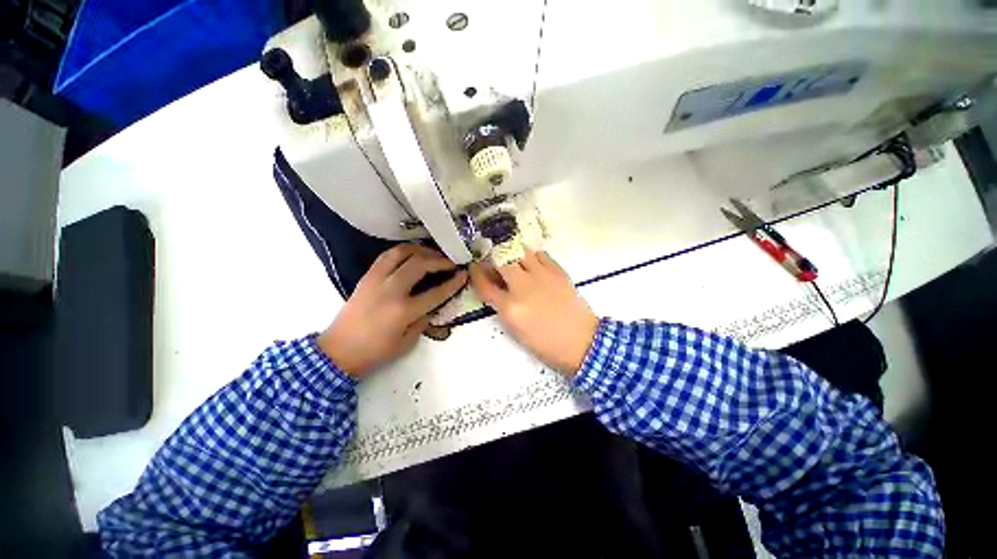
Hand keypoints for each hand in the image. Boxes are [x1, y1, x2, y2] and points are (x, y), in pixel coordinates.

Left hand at [318, 244, 467, 377]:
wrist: (341, 348)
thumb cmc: (374, 352)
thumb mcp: (405, 345)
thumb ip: (421, 323)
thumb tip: (432, 307)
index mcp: (403, 311)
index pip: (435, 292)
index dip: (452, 283)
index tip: (463, 274)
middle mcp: (391, 290)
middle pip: (419, 264)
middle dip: (438, 260)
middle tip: (450, 262)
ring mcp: (377, 280)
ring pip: (401, 253)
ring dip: (420, 250)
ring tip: (431, 254)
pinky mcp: (367, 276)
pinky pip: (387, 256)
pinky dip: (402, 252)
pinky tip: (410, 256)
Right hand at [470, 250, 598, 375]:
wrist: (582, 342)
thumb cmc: (547, 345)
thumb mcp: (516, 331)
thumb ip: (503, 307)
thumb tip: (497, 287)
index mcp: (509, 308)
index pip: (484, 284)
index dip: (476, 273)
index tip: (474, 267)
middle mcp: (522, 288)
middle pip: (500, 261)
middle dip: (492, 257)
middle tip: (492, 259)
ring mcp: (541, 276)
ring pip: (520, 252)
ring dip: (512, 254)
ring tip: (512, 258)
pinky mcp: (558, 272)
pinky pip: (540, 254)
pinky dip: (532, 256)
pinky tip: (532, 263)